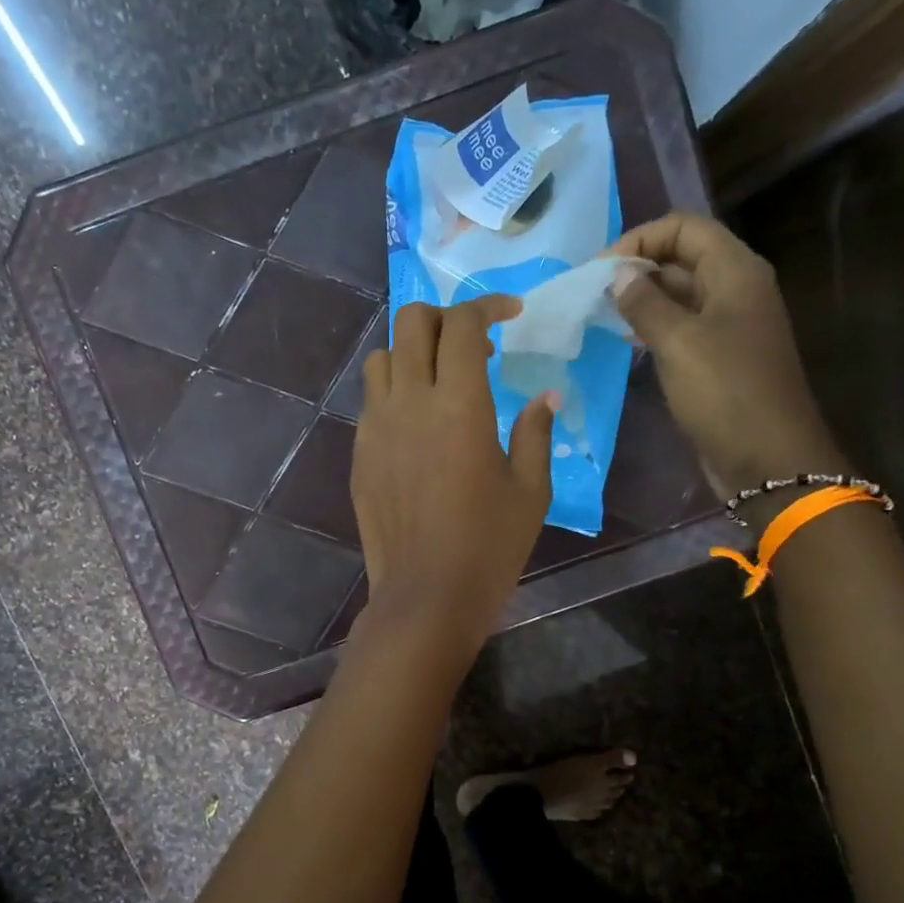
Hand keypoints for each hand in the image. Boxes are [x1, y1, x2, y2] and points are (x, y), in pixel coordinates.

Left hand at [351, 297, 555, 657]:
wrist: (426, 595)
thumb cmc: (489, 546)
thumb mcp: (530, 490)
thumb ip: (536, 432)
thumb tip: (544, 397)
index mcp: (460, 406)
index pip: (463, 325)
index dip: (488, 307)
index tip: (510, 315)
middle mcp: (410, 403)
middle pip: (412, 323)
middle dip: (444, 318)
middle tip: (473, 345)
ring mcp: (376, 427)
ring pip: (383, 358)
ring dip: (413, 353)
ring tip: (440, 380)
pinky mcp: (360, 454)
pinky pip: (372, 401)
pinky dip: (395, 391)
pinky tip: (417, 424)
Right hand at [607, 213, 843, 490]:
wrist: (766, 458)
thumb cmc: (725, 392)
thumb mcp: (679, 342)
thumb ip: (645, 303)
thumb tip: (618, 274)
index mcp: (735, 272)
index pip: (684, 228)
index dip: (640, 239)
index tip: (600, 271)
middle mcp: (734, 290)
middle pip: (680, 258)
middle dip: (635, 269)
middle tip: (590, 295)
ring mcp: (726, 325)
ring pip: (677, 295)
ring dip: (639, 299)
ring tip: (598, 315)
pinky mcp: (716, 358)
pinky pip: (680, 328)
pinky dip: (651, 327)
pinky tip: (623, 341)